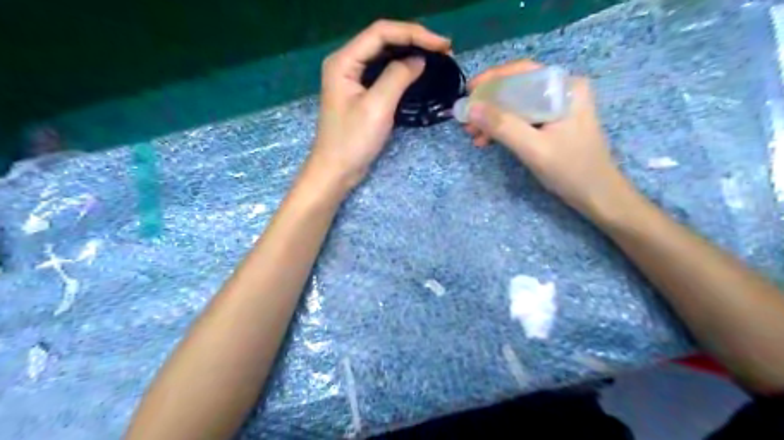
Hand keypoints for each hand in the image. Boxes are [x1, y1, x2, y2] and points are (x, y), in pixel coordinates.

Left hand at [307, 19, 452, 190]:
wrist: (336, 170)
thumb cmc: (353, 141)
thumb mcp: (377, 107)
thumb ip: (397, 77)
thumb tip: (419, 60)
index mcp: (344, 61)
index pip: (381, 33)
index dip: (414, 33)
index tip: (442, 45)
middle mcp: (346, 63)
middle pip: (383, 39)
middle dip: (414, 41)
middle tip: (444, 50)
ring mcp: (352, 78)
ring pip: (384, 55)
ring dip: (410, 53)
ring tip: (436, 57)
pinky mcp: (360, 92)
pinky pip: (383, 72)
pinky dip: (402, 70)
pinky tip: (417, 72)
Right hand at [460, 59, 632, 219]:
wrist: (597, 195)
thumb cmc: (571, 170)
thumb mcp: (533, 149)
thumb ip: (502, 126)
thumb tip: (470, 108)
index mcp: (565, 88)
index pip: (523, 71)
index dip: (491, 79)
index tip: (468, 92)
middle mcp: (562, 91)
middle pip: (517, 87)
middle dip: (489, 104)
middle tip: (467, 120)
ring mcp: (558, 107)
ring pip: (517, 104)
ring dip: (493, 118)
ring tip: (473, 135)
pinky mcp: (553, 123)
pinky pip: (522, 118)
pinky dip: (504, 128)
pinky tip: (487, 140)